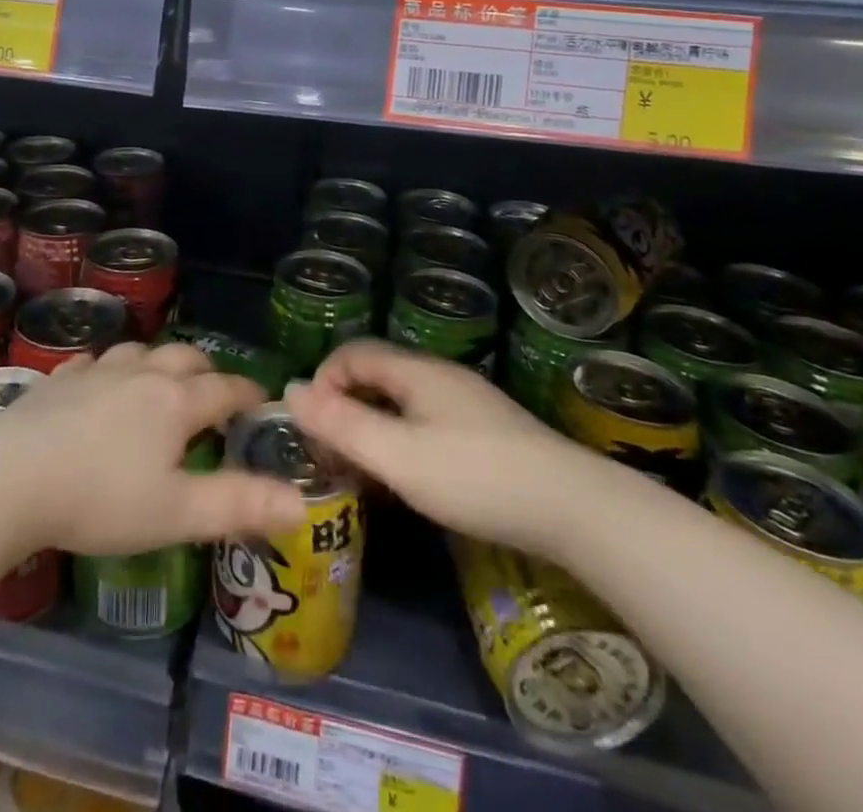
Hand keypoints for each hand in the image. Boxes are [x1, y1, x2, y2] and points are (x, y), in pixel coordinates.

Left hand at [0, 343, 307, 557]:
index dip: (248, 393)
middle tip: (213, 395)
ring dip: (160, 363)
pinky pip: (94, 361)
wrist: (10, 476)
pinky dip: (109, 369)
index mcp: (175, 402)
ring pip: (141, 351)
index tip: (261, 401)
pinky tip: (100, 382)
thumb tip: (300, 503)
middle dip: (208, 372)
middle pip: (186, 358)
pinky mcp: (60, 378)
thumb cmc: (100, 498)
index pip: (226, 388)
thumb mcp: (176, 513)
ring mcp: (97, 371)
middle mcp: (141, 374)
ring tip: (161, 384)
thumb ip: (239, 505)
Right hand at [286, 339, 587, 549]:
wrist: (573, 508)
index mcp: (416, 371)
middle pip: (376, 377)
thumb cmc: (476, 477)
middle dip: (344, 408)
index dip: (323, 381)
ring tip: (361, 472)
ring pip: (401, 403)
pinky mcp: (485, 431)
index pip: (353, 353)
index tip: (311, 427)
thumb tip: (289, 390)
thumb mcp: (398, 456)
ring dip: (372, 428)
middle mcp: (439, 376)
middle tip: (330, 455)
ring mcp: (466, 403)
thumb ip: (342, 424)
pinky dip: (401, 441)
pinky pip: (425, 422)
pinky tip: (408, 480)